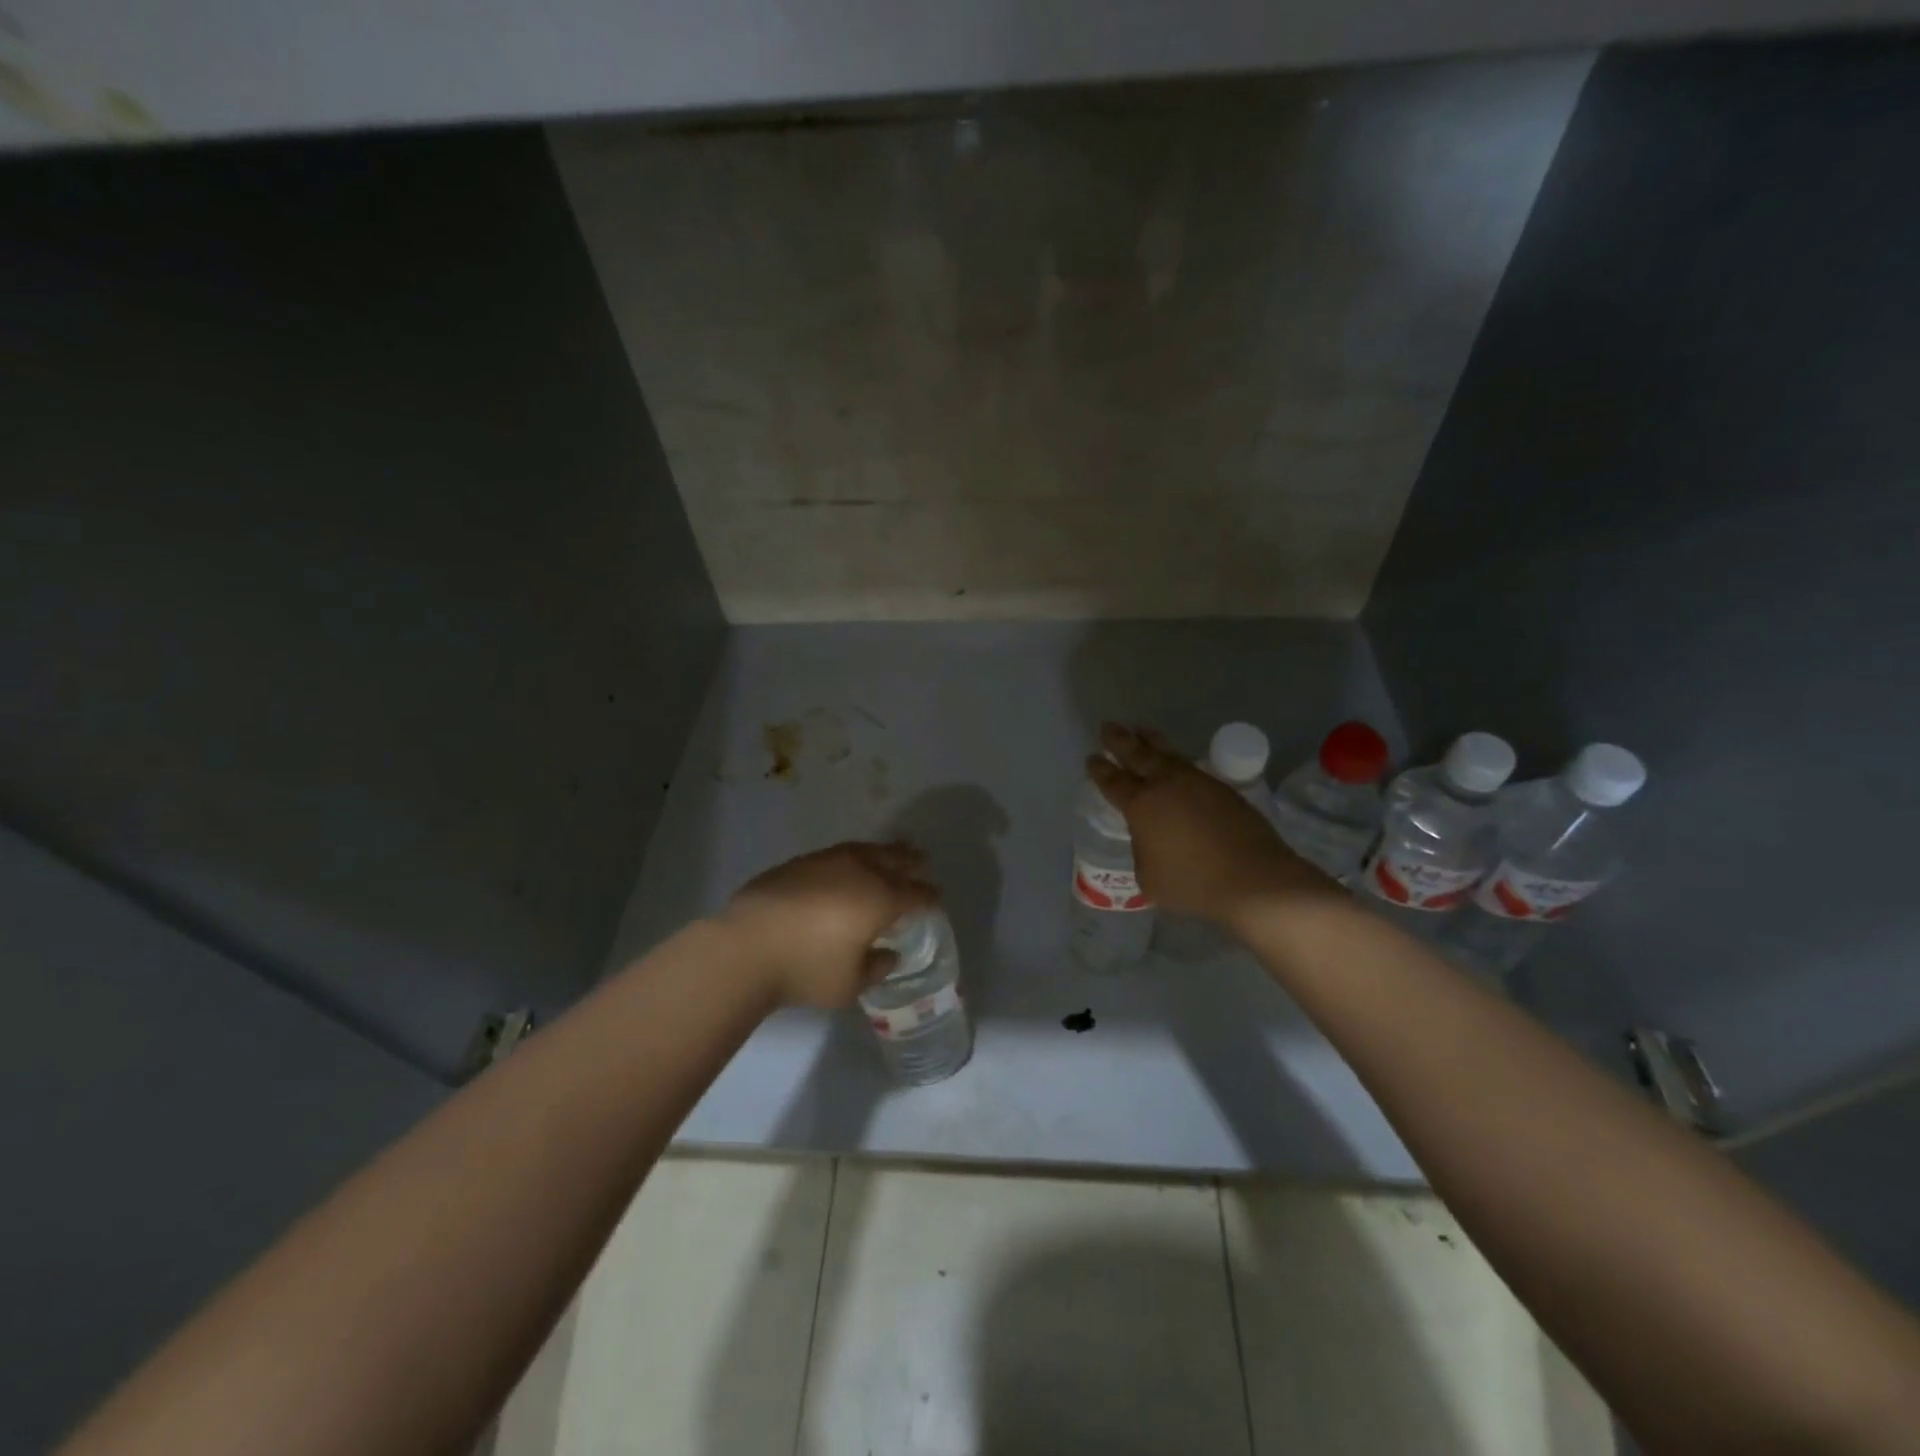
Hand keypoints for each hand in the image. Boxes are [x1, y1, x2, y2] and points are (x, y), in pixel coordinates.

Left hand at [719, 841, 940, 1007]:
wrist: (745, 947)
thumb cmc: (806, 969)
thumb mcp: (850, 985)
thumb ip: (876, 968)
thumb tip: (888, 954)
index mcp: (881, 900)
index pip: (917, 894)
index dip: (930, 898)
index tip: (936, 901)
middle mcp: (861, 872)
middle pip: (896, 860)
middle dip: (912, 863)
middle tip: (922, 862)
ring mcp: (829, 861)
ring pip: (867, 850)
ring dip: (884, 853)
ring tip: (891, 854)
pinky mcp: (801, 862)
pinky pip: (840, 853)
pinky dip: (854, 857)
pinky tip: (848, 866)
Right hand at [1087, 723, 1334, 927]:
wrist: (1252, 879)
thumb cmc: (1193, 883)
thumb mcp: (1149, 877)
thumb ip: (1142, 851)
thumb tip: (1149, 839)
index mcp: (1140, 806)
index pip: (1113, 781)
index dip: (1099, 769)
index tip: (1092, 757)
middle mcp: (1165, 785)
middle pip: (1137, 755)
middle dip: (1120, 740)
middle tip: (1108, 726)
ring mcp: (1196, 782)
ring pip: (1167, 753)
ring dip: (1151, 740)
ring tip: (1141, 729)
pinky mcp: (1222, 788)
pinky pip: (1190, 765)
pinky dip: (1176, 758)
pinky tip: (1175, 759)